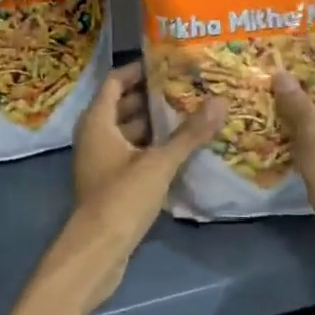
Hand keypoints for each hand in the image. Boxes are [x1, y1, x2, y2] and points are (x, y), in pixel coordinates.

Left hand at [59, 62, 223, 310]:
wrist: (97, 252)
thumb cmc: (121, 198)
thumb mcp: (159, 163)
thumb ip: (189, 133)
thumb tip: (221, 101)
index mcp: (97, 121)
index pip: (115, 81)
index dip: (138, 70)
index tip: (168, 63)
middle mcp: (94, 136)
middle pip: (122, 105)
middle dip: (152, 96)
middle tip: (186, 87)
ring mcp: (100, 161)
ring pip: (128, 131)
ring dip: (154, 124)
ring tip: (189, 114)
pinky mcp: (109, 182)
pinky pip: (130, 153)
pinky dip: (150, 147)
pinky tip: (179, 150)